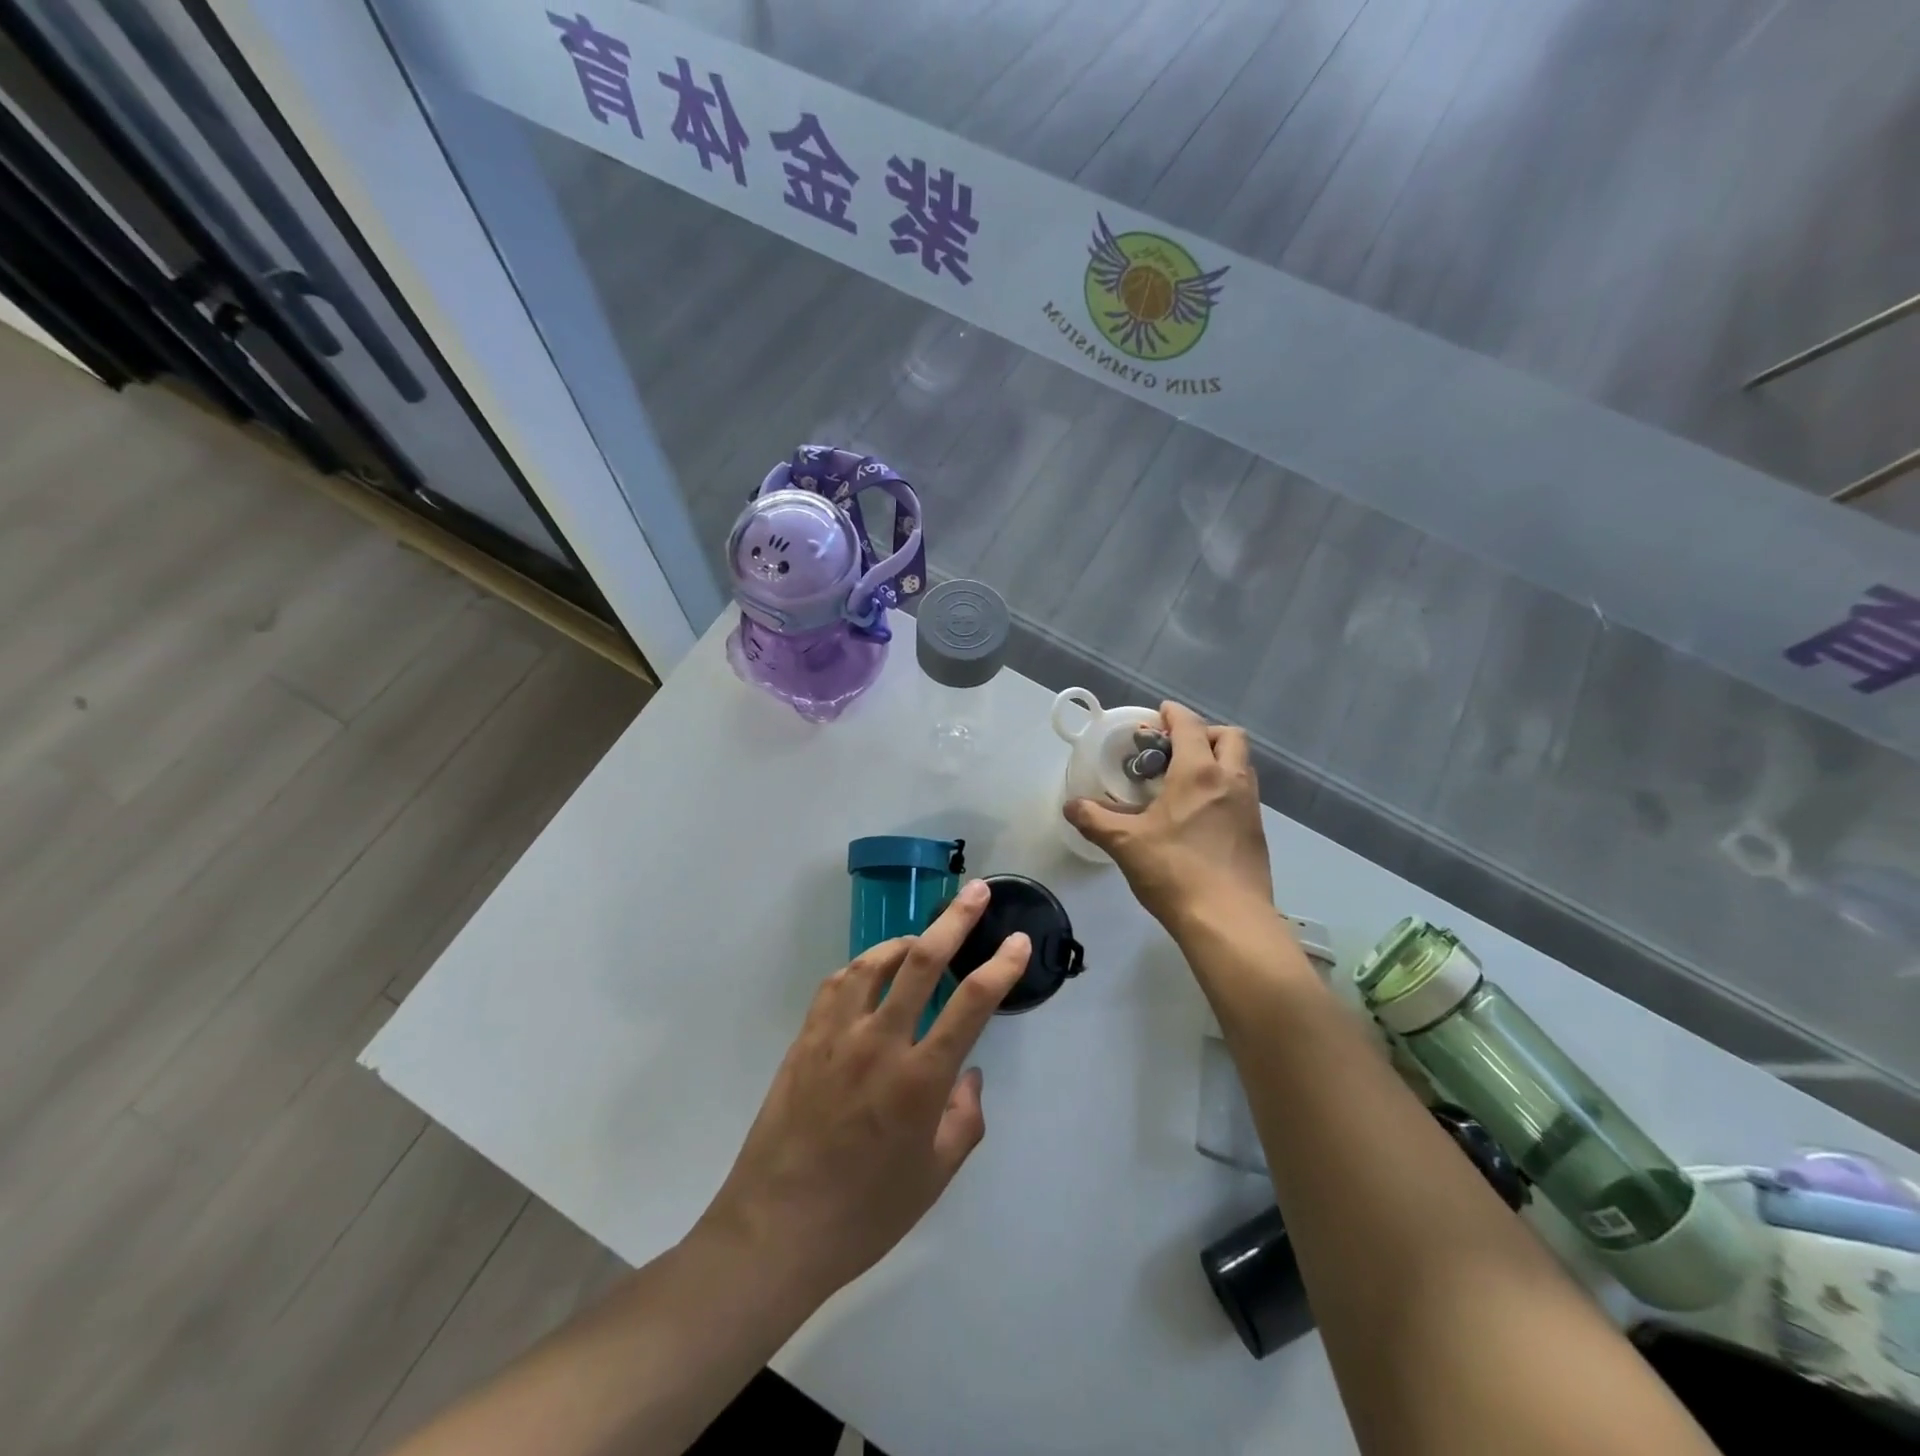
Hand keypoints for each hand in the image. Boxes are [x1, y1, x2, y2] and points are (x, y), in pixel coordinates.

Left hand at [693, 880, 1030, 1306]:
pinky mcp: (805, 1040)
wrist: (776, 1230)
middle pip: (922, 962)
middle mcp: (879, 1044)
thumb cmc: (866, 1213)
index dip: (1001, 966)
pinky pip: (836, 986)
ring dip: (903, 941)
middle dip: (955, 920)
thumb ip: (964, 1118)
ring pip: (872, 963)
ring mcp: (836, 1036)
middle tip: (976, 892)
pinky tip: (870, 973)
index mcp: (919, 1080)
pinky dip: (860, 968)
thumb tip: (968, 1072)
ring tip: (922, 937)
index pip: (971, 1005)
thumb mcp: (935, 1176)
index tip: (1018, 942)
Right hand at [1064, 702, 1272, 935]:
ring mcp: (1250, 806)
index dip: (1174, 714)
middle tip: (1175, 750)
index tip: (1159, 713)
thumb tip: (1071, 806)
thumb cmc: (1175, 872)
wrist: (1229, 921)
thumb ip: (1095, 820)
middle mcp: (1231, 780)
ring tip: (1186, 781)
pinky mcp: (1257, 832)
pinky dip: (1225, 788)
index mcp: (1199, 773)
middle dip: (1204, 733)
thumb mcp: (1125, 844)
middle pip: (1229, 736)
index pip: (1190, 725)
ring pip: (1241, 764)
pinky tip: (1201, 815)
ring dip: (1218, 760)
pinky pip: (1243, 793)